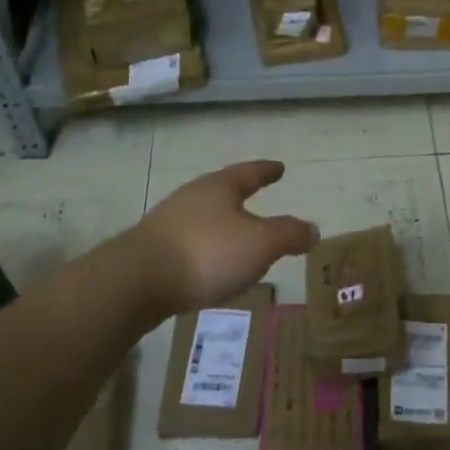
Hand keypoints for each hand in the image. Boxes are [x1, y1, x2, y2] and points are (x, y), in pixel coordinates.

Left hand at [127, 160, 317, 314]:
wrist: (135, 282)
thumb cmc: (206, 253)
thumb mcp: (260, 244)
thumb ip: (289, 235)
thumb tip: (313, 230)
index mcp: (221, 187)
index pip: (250, 172)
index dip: (266, 171)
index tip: (279, 167)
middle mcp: (193, 196)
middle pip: (222, 191)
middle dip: (240, 197)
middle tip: (257, 199)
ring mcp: (168, 222)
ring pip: (203, 217)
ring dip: (221, 225)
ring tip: (237, 239)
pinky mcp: (152, 250)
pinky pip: (188, 242)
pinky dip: (205, 248)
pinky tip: (209, 266)